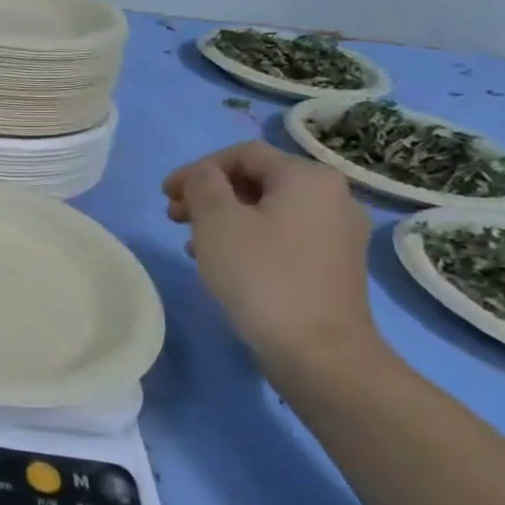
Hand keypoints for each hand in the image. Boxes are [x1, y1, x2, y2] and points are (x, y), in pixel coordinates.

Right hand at [161, 141, 376, 363]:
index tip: (165, 194)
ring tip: (192, 243)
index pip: (242, 154)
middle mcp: (333, 197)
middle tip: (174, 216)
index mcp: (308, 177)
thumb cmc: (261, 275)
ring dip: (225, 218)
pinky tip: (224, 263)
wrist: (317, 350)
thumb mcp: (217, 220)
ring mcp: (339, 233)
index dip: (197, 168)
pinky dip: (249, 239)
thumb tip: (203, 175)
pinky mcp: (335, 265)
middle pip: (258, 180)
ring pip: (269, 210)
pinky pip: (284, 236)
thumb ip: (202, 184)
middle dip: (210, 194)